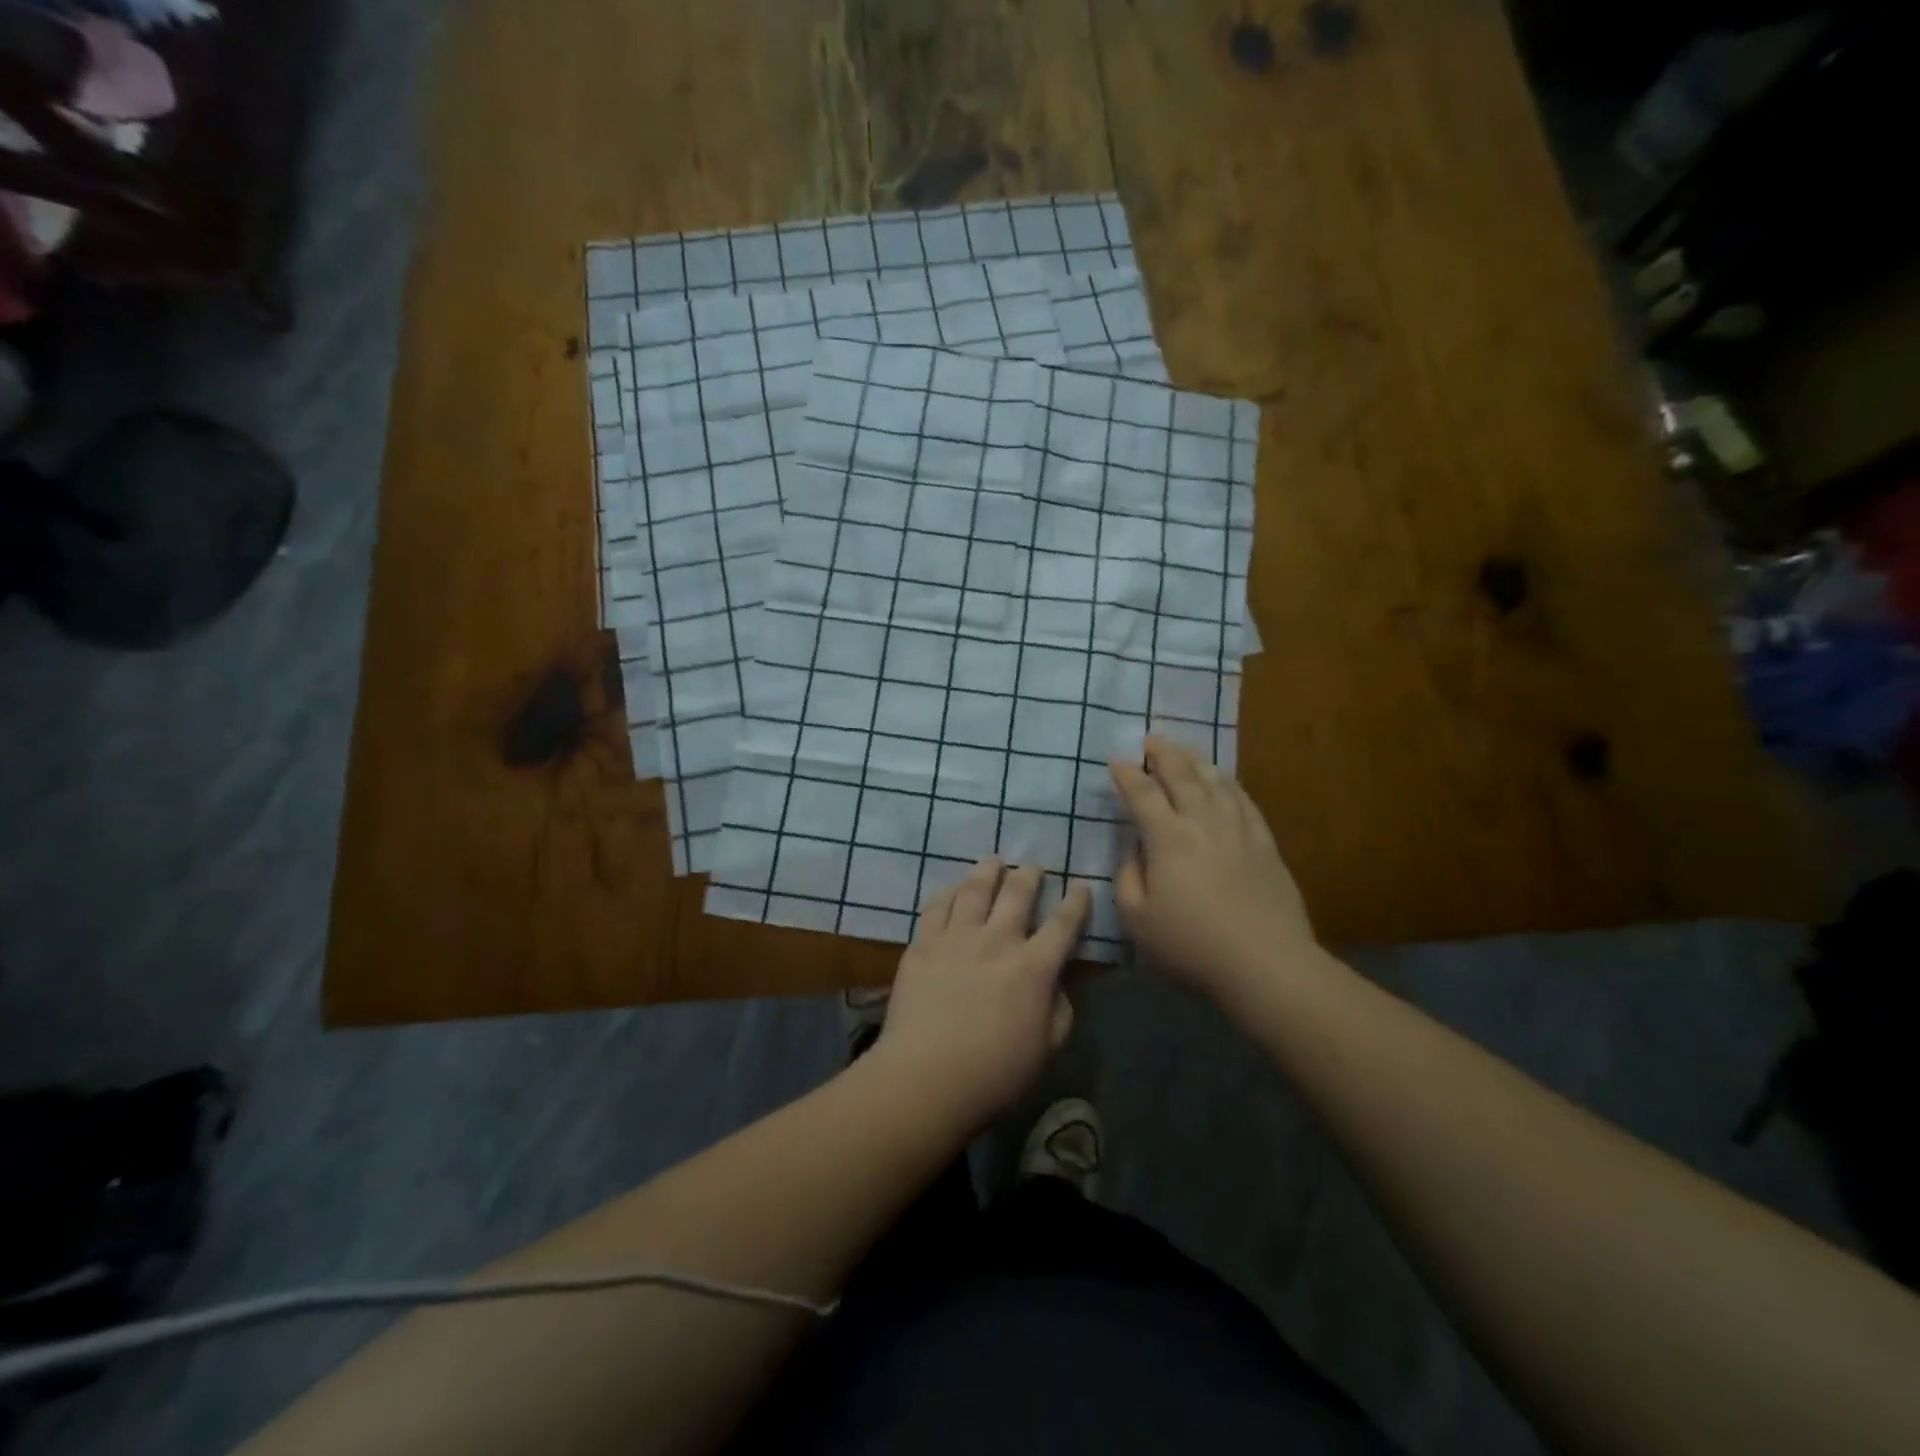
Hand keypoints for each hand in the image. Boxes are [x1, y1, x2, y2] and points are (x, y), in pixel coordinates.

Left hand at [869, 858, 1090, 1134]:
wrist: (925, 1078)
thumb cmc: (994, 1074)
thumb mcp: (1045, 1049)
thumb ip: (1060, 1011)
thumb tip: (1059, 983)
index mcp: (1033, 968)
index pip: (1063, 924)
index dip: (1076, 902)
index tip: (1081, 885)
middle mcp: (997, 942)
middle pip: (1017, 894)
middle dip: (1030, 875)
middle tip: (1034, 866)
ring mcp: (956, 939)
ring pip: (975, 890)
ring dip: (988, 871)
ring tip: (994, 861)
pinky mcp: (922, 945)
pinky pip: (937, 907)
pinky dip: (949, 892)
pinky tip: (953, 889)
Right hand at [1110, 736, 1315, 1007]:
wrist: (1265, 963)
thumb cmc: (1192, 945)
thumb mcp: (1137, 920)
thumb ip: (1128, 880)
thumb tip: (1134, 853)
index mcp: (1167, 838)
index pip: (1142, 794)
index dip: (1126, 774)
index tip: (1116, 761)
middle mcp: (1202, 822)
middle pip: (1180, 775)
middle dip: (1161, 754)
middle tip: (1149, 740)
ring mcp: (1238, 829)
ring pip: (1214, 780)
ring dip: (1194, 760)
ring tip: (1182, 749)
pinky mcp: (1265, 842)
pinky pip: (1243, 799)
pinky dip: (1228, 782)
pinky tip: (1222, 779)